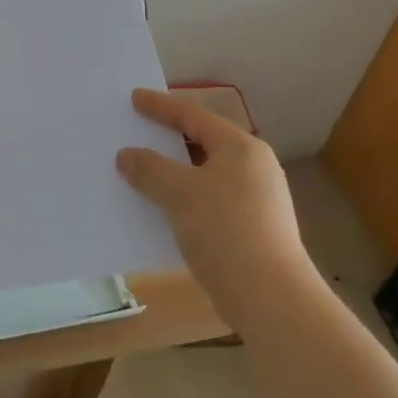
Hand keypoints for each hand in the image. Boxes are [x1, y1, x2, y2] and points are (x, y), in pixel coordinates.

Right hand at [117, 88, 313, 324]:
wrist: (271, 299)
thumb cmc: (225, 231)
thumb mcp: (179, 193)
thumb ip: (149, 169)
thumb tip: (126, 155)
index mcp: (241, 148)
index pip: (194, 115)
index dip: (161, 106)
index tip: (134, 98)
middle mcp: (254, 167)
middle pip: (203, 142)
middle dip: (168, 139)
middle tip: (139, 131)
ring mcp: (258, 200)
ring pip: (206, 174)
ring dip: (175, 172)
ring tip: (145, 171)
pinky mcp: (254, 229)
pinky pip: (210, 200)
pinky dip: (186, 197)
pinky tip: (164, 209)